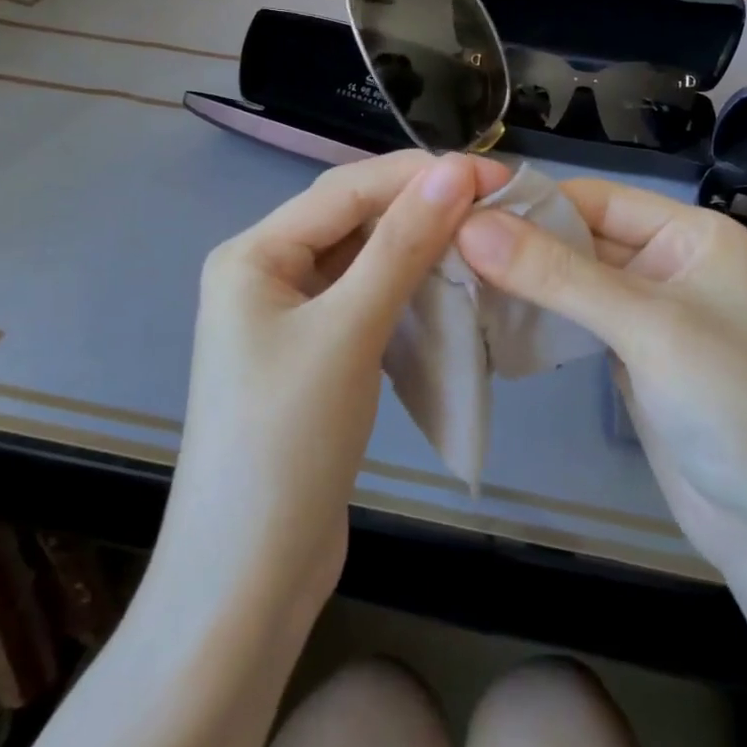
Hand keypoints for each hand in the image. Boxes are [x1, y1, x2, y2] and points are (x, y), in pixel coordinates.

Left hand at [158, 150, 511, 626]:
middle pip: (352, 221)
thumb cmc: (288, 441)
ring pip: (363, 262)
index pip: (345, 190)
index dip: (419, 175)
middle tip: (496, 204)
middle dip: (420, 208)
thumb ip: (401, 245)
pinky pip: (366, 302)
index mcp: (252, 254)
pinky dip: (408, 291)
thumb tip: (454, 170)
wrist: (250, 576)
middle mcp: (266, 274)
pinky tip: (450, 289)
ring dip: (419, 249)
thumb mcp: (348, 331)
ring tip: (483, 239)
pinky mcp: (315, 356)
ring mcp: (289, 318)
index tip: (491, 173)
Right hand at [455, 179, 746, 575]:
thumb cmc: (733, 404)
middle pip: (580, 237)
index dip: (530, 202)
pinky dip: (536, 317)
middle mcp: (668, 263)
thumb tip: (470, 225)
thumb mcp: (646, 328)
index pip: (595, 198)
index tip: (457, 210)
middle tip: (443, 246)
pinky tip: (488, 316)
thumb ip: (557, 275)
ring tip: (452, 276)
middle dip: (519, 243)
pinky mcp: (630, 355)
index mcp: (691, 235)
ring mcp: (648, 312)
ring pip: (571, 279)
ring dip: (521, 281)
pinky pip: (575, 320)